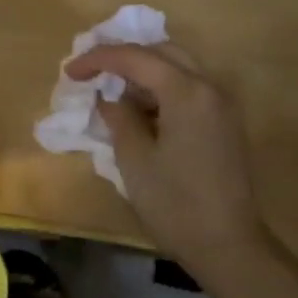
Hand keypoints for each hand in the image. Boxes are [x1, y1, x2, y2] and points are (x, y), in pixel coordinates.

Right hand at [62, 44, 271, 279]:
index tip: (70, 72)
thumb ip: (118, 117)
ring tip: (110, 89)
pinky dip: (161, 89)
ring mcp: (222, 105)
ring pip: (178, 68)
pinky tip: (139, 109)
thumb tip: (109, 99)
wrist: (228, 245)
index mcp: (187, 92)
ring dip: (143, 72)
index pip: (135, 57)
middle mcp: (210, 87)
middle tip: (92, 71)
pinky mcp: (224, 123)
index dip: (98, 59)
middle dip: (124, 57)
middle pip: (162, 52)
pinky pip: (189, 89)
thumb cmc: (175, 203)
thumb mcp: (134, 159)